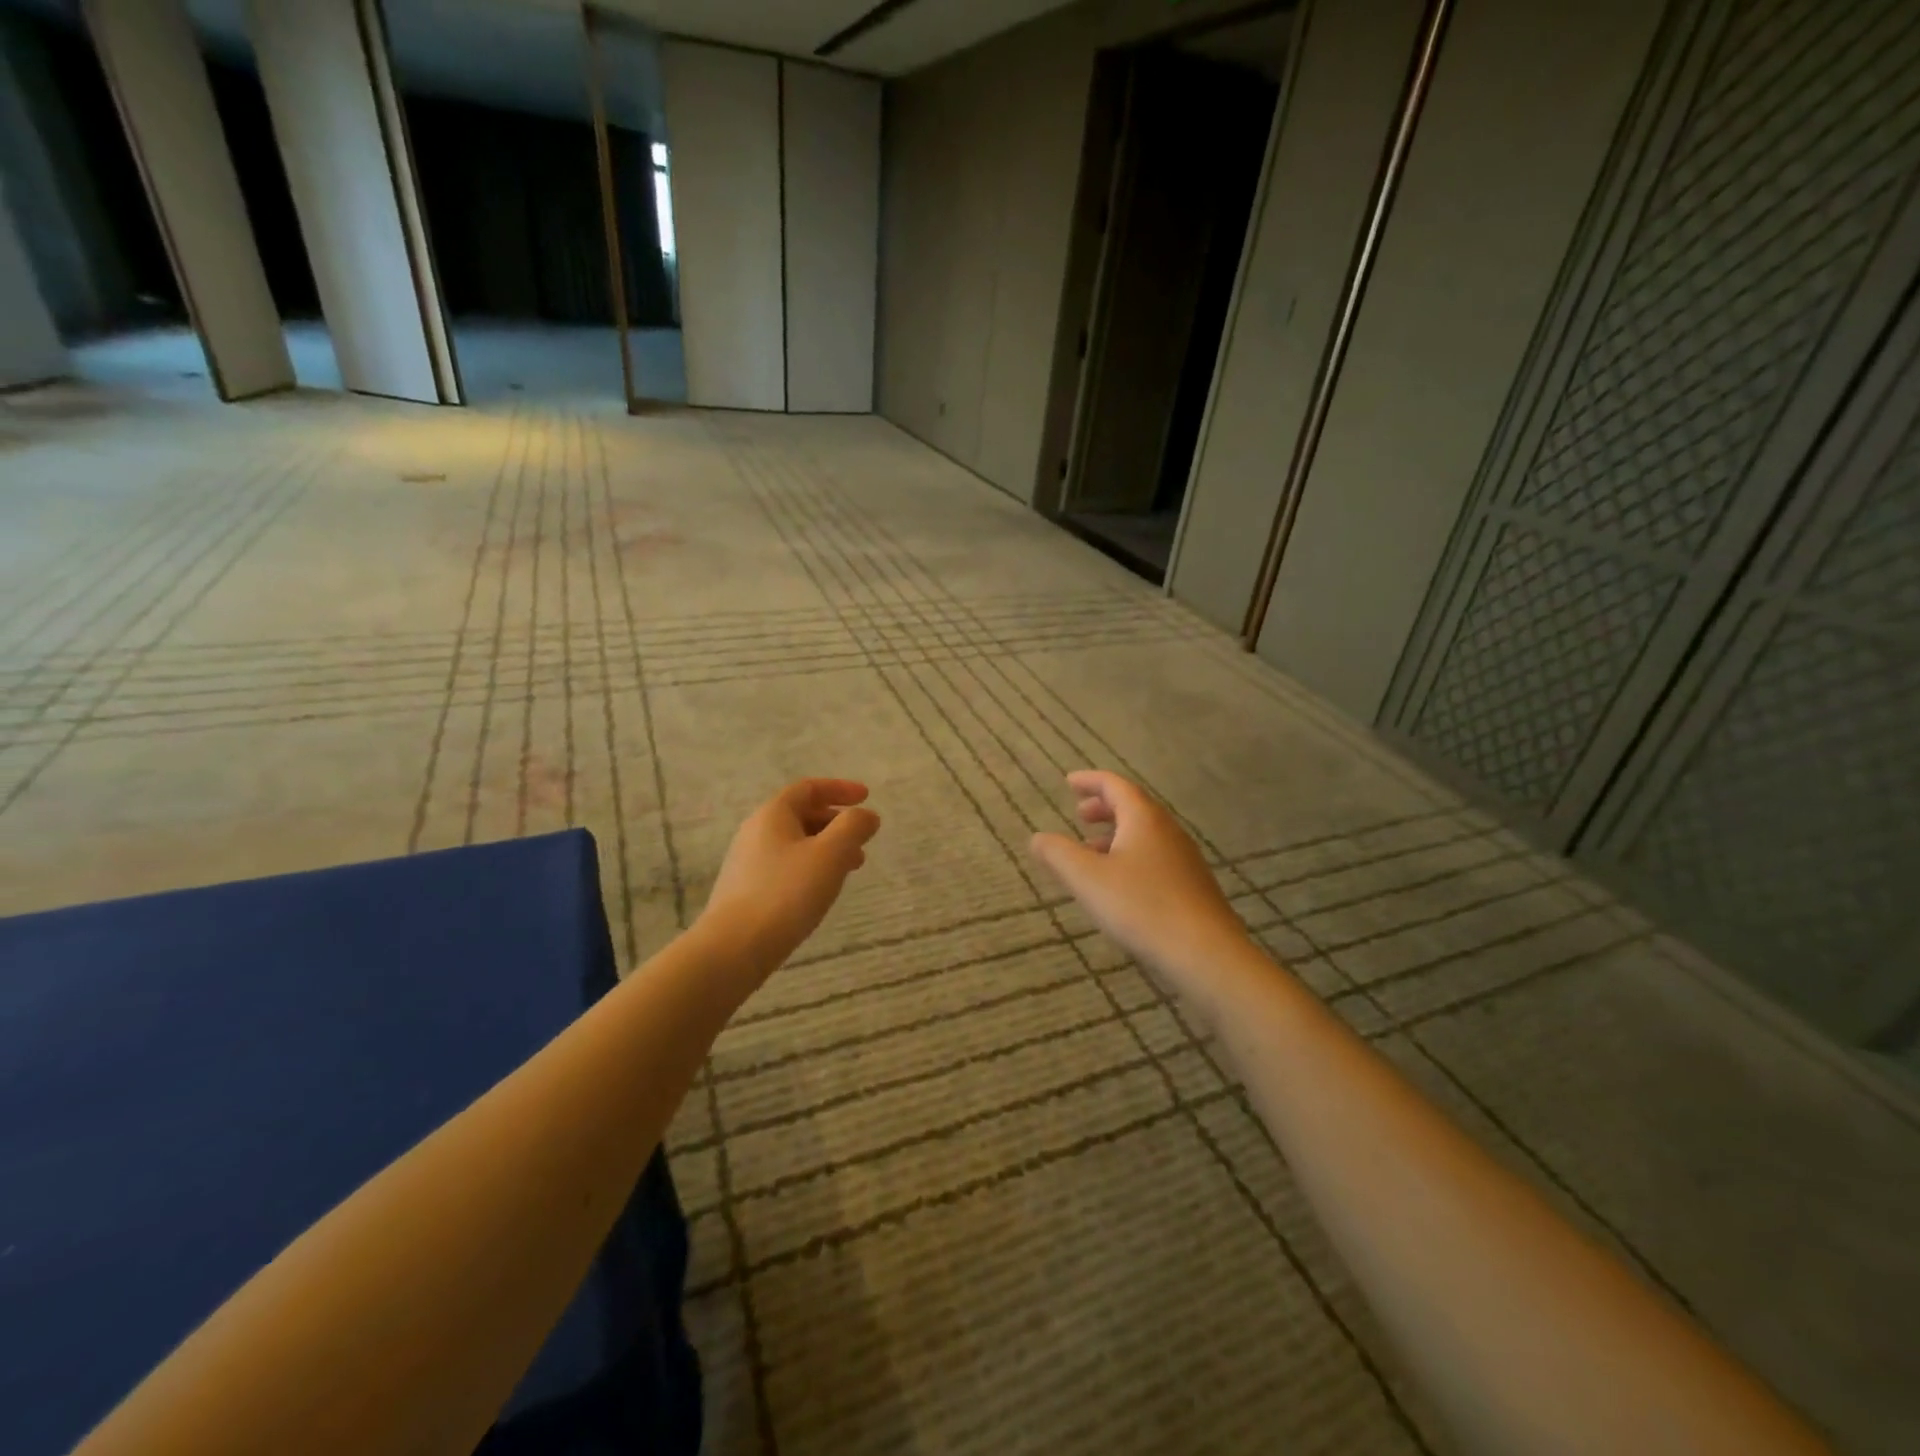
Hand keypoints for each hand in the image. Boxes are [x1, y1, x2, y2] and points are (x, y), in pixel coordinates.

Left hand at [698, 779, 881, 974]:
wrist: (734, 948)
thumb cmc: (786, 893)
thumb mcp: (830, 854)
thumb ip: (853, 827)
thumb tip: (867, 815)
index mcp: (773, 814)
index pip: (808, 788)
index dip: (840, 788)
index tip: (867, 797)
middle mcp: (756, 831)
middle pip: (801, 814)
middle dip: (836, 822)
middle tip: (862, 839)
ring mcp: (748, 862)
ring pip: (795, 843)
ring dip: (827, 847)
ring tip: (852, 868)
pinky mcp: (746, 890)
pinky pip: (786, 866)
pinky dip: (811, 867)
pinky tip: (822, 890)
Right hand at [1030, 771, 1253, 1009]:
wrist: (1205, 953)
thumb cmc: (1141, 907)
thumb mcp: (1087, 879)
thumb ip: (1058, 854)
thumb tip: (1037, 838)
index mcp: (1143, 819)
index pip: (1115, 785)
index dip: (1090, 781)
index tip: (1069, 782)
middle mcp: (1167, 831)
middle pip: (1133, 807)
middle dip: (1104, 807)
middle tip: (1079, 814)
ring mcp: (1184, 858)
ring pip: (1145, 834)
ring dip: (1116, 834)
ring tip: (1091, 851)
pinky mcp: (1191, 885)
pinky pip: (1155, 856)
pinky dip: (1130, 855)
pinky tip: (1119, 884)